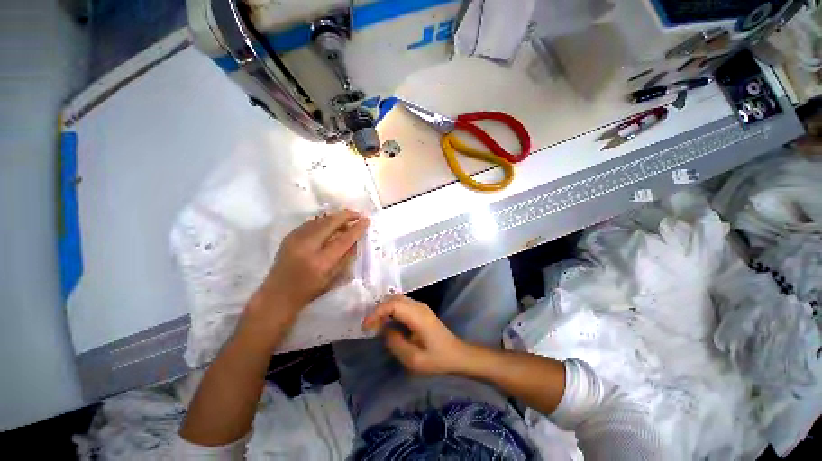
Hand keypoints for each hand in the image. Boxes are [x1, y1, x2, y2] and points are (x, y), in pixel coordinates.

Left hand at [245, 210, 369, 327]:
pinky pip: (310, 223)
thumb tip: (356, 240)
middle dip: (346, 215)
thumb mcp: (333, 278)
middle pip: (330, 223)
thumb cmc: (309, 291)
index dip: (356, 229)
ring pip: (320, 220)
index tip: (366, 221)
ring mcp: (295, 239)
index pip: (343, 240)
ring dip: (335, 217)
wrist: (277, 295)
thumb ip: (346, 257)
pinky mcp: (289, 236)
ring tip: (346, 219)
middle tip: (358, 215)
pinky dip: (323, 221)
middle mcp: (307, 247)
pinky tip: (330, 224)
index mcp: (320, 262)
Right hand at [363, 296, 471, 374]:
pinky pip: (402, 304)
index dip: (377, 312)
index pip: (393, 305)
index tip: (366, 326)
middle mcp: (419, 306)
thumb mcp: (414, 359)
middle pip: (394, 298)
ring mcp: (420, 306)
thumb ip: (395, 343)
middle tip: (369, 325)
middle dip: (378, 309)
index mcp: (418, 316)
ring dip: (384, 308)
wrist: (456, 354)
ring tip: (375, 323)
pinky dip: (391, 309)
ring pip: (397, 299)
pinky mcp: (420, 310)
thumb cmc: (437, 359)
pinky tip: (387, 321)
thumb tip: (384, 330)